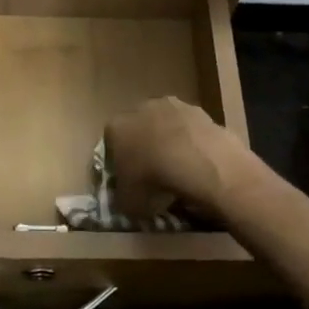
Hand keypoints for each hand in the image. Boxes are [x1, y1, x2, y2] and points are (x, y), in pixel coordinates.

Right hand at [104, 96, 261, 220]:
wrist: (196, 160)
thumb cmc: (153, 180)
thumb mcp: (127, 203)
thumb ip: (121, 197)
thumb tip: (125, 197)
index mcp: (115, 128)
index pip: (110, 144)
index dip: (119, 163)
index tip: (129, 180)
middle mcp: (138, 109)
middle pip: (137, 129)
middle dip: (143, 147)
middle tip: (154, 174)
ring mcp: (168, 105)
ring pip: (164, 124)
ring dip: (168, 141)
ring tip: (179, 168)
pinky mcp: (195, 109)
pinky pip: (187, 127)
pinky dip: (190, 141)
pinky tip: (197, 161)